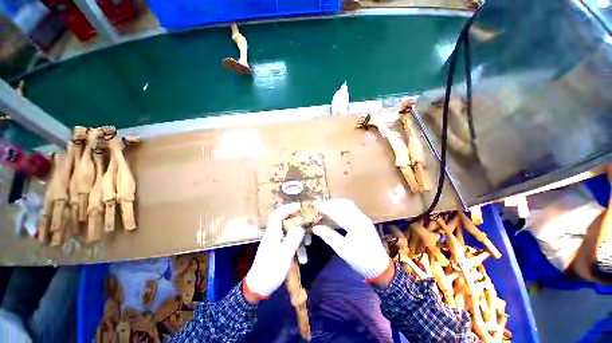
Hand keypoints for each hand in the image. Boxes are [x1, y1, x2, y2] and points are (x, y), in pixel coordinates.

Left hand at [244, 203, 304, 303]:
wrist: (259, 287)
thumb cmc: (271, 269)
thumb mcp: (285, 254)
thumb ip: (294, 238)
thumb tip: (301, 226)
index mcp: (273, 233)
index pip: (278, 214)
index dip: (288, 208)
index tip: (299, 206)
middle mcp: (274, 235)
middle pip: (287, 223)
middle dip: (299, 225)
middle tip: (310, 227)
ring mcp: (276, 242)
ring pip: (290, 234)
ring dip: (300, 239)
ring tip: (308, 246)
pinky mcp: (279, 250)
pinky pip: (290, 243)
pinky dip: (297, 248)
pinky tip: (303, 259)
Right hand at [312, 199, 392, 287]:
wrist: (379, 266)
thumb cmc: (360, 260)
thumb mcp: (342, 250)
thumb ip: (328, 237)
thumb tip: (315, 228)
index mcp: (355, 225)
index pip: (338, 212)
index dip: (325, 207)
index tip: (315, 204)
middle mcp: (361, 218)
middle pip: (344, 204)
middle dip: (331, 202)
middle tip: (319, 204)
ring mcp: (364, 218)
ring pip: (348, 205)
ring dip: (337, 203)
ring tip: (326, 205)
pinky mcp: (365, 220)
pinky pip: (352, 208)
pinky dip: (342, 206)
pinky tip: (336, 209)